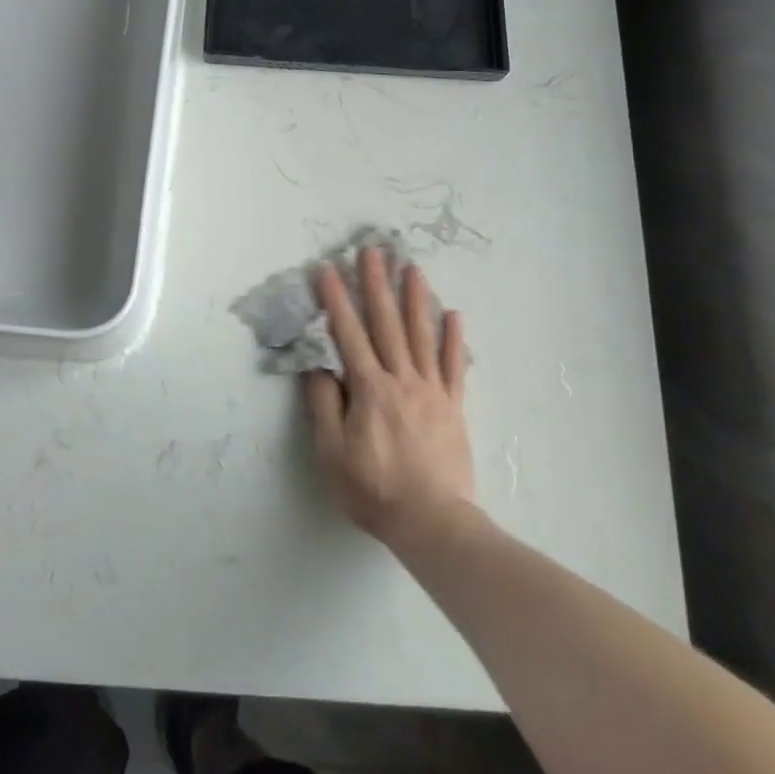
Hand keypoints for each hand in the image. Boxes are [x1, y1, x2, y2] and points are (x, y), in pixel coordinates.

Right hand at [305, 247, 475, 549]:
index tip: (327, 268)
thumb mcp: (332, 453)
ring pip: (422, 335)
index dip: (336, 299)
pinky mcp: (453, 406)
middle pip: (387, 323)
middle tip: (372, 251)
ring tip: (412, 267)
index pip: (348, 333)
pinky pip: (454, 366)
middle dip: (376, 284)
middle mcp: (401, 379)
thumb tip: (320, 367)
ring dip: (415, 298)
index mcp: (369, 389)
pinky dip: (453, 339)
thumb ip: (325, 406)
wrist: (432, 522)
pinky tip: (454, 314)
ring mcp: (431, 390)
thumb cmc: (373, 490)